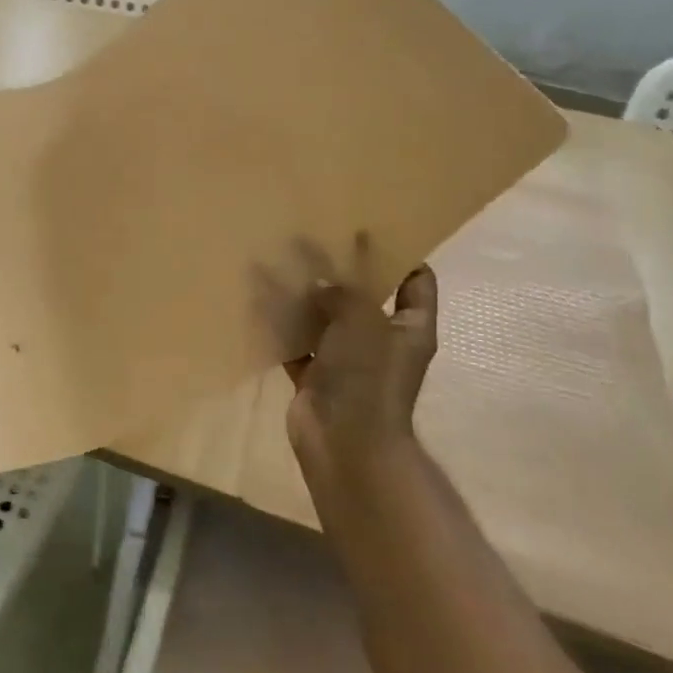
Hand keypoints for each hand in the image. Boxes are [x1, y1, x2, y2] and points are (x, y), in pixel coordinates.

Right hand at [284, 234, 438, 499]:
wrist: (345, 444)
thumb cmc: (367, 377)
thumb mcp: (362, 321)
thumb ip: (343, 293)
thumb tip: (320, 283)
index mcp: (409, 326)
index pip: (415, 280)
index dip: (397, 252)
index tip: (367, 228)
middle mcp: (381, 339)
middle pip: (362, 295)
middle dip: (338, 269)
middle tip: (310, 239)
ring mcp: (346, 360)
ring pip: (324, 318)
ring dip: (303, 296)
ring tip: (276, 264)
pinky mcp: (315, 375)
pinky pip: (296, 342)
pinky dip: (280, 326)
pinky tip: (257, 302)